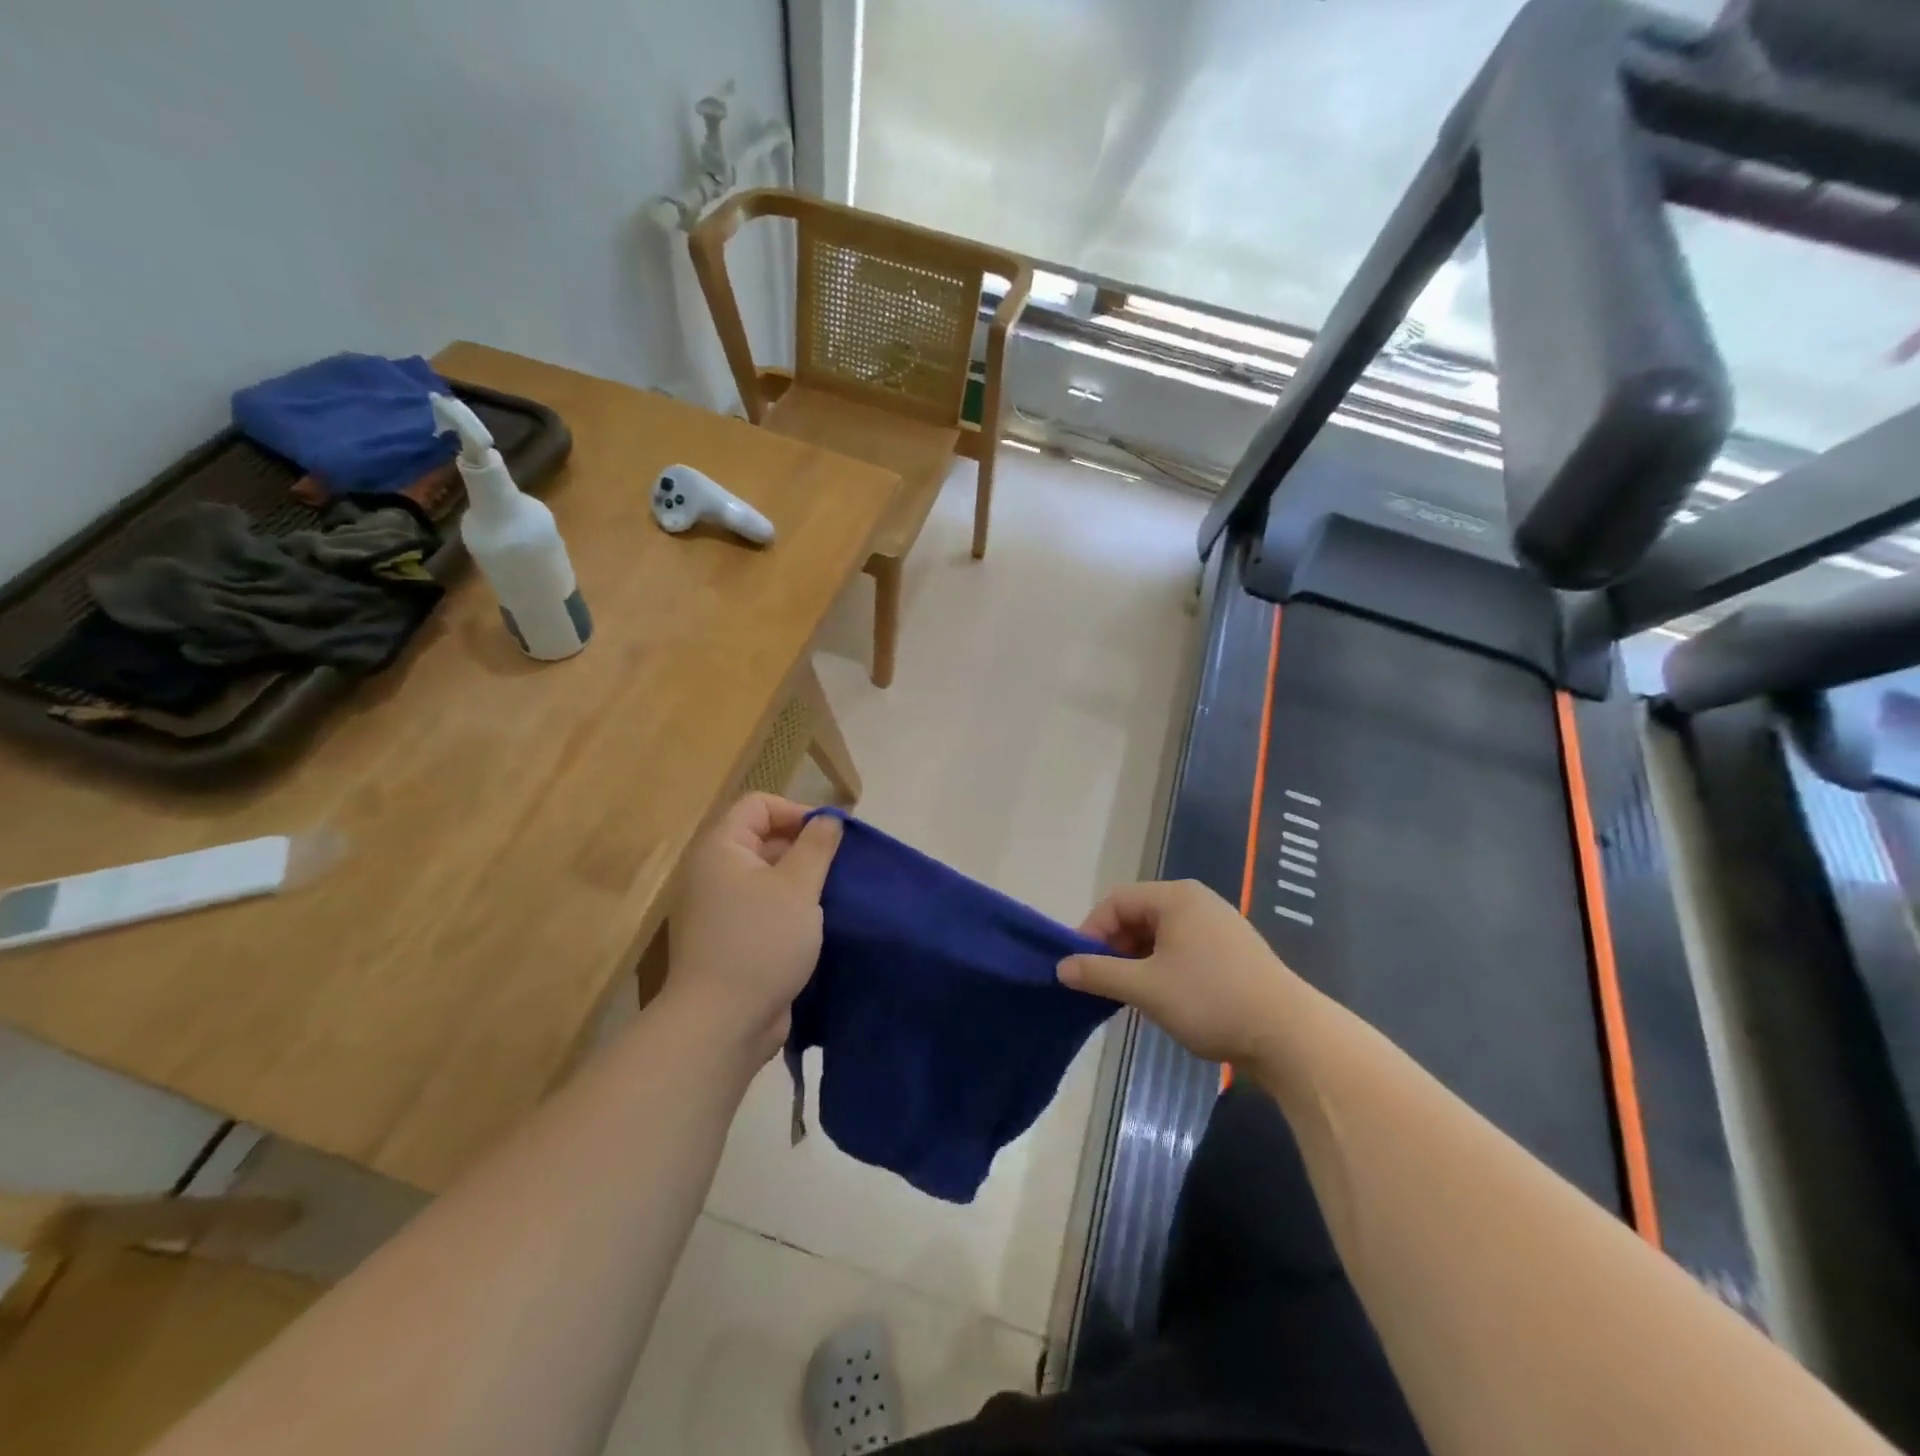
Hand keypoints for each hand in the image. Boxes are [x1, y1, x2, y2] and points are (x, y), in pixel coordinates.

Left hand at [664, 794, 842, 1059]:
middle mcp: (714, 872)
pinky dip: (791, 908)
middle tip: (840, 868)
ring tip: (836, 894)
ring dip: (802, 881)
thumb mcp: (798, 886)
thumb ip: (817, 846)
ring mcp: (721, 908)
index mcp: (721, 849)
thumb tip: (829, 818)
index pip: (759, 805)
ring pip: (768, 876)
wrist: (722, 1023)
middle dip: (805, 847)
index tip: (832, 836)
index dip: (797, 811)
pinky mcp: (732, 939)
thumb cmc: (761, 942)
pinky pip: (765, 907)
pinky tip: (820, 923)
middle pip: (763, 838)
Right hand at [1057, 879, 1302, 1064]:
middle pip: (1138, 916)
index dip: (1091, 931)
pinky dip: (1162, 969)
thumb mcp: (1146, 987)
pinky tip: (1161, 999)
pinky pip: (1182, 950)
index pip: (1117, 901)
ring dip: (1137, 962)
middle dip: (1114, 948)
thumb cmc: (1211, 1000)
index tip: (1079, 968)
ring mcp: (1218, 927)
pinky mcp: (1232, 953)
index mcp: (1176, 897)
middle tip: (1102, 984)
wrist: (1290, 1036)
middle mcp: (1197, 902)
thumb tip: (1061, 967)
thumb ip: (1099, 973)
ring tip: (1129, 996)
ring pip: (1160, 937)